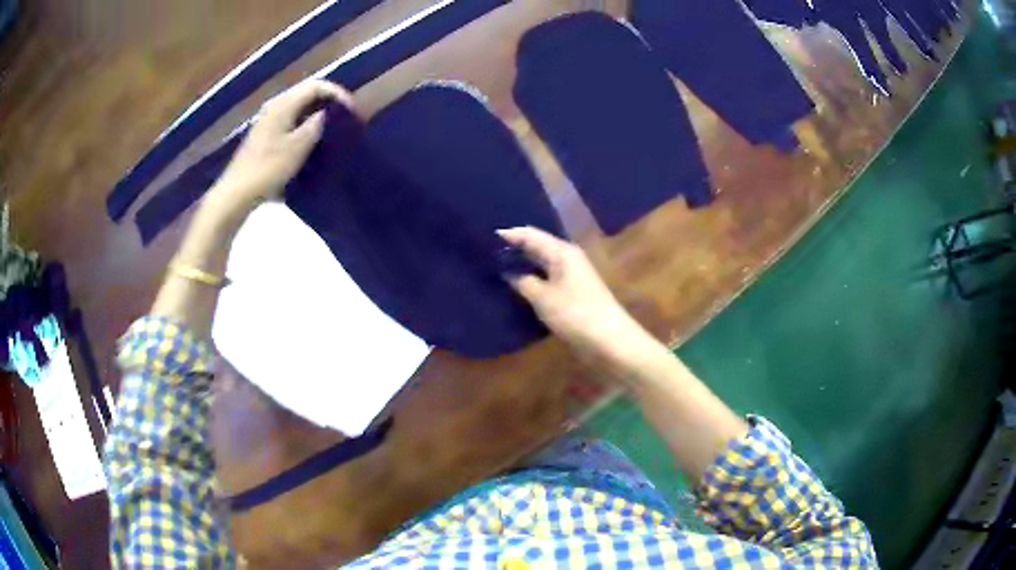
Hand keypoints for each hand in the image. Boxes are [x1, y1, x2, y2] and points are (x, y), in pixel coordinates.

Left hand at [208, 79, 352, 217]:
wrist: (237, 193)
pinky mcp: (265, 136)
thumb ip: (315, 126)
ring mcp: (268, 121)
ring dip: (317, 116)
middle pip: (307, 95)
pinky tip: (313, 143)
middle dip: (328, 104)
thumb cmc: (267, 169)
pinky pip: (291, 122)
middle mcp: (275, 106)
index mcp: (283, 104)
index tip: (352, 111)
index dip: (337, 93)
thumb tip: (326, 114)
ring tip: (333, 131)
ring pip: (299, 109)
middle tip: (345, 120)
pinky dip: (305, 127)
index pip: (316, 86)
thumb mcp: (298, 147)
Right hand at [499, 227, 655, 363]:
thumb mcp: (543, 297)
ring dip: (522, 265)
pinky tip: (516, 286)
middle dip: (514, 249)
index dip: (509, 235)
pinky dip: (531, 279)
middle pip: (536, 246)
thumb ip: (523, 282)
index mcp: (561, 252)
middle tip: (486, 253)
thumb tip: (508, 272)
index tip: (484, 237)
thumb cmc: (575, 313)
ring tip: (495, 267)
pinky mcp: (572, 292)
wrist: (609, 339)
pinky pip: (546, 278)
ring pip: (541, 263)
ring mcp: (571, 275)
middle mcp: (567, 258)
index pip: (530, 235)